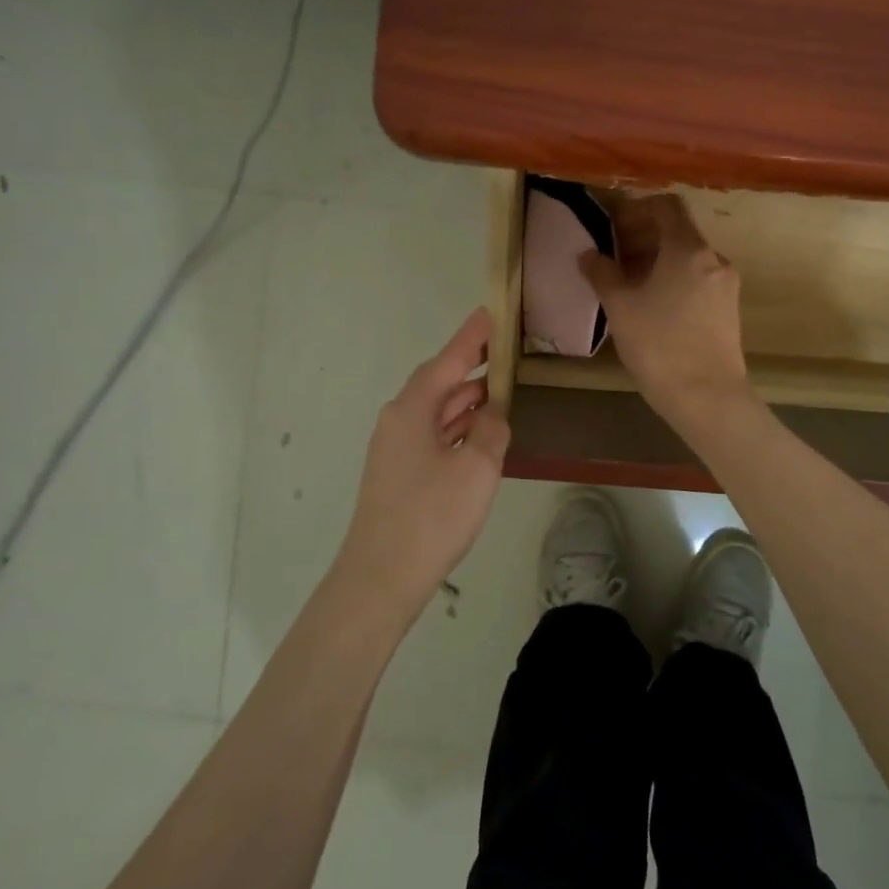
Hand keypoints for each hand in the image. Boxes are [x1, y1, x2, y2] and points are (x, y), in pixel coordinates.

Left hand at [334, 308, 509, 618]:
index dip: (472, 337)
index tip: (491, 312)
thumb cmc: (431, 516)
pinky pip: (434, 436)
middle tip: (507, 353)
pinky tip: (481, 435)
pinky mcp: (399, 474)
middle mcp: (399, 421)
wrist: (382, 577)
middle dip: (473, 369)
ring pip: (437, 412)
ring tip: (502, 390)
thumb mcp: (477, 468)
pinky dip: (459, 429)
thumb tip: (492, 416)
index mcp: (412, 409)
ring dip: (468, 402)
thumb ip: (492, 431)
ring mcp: (395, 449)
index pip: (448, 360)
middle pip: (440, 384)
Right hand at [580, 193, 754, 431]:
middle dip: (643, 239)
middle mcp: (714, 259)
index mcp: (689, 249)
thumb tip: (589, 254)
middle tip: (612, 259)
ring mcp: (725, 286)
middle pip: (677, 233)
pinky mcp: (728, 311)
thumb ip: (602, 274)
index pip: (666, 206)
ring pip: (688, 260)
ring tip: (628, 287)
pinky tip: (652, 308)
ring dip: (657, 263)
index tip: (612, 228)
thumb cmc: (659, 345)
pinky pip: (698, 282)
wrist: (707, 397)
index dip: (637, 210)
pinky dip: (674, 282)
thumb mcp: (621, 307)